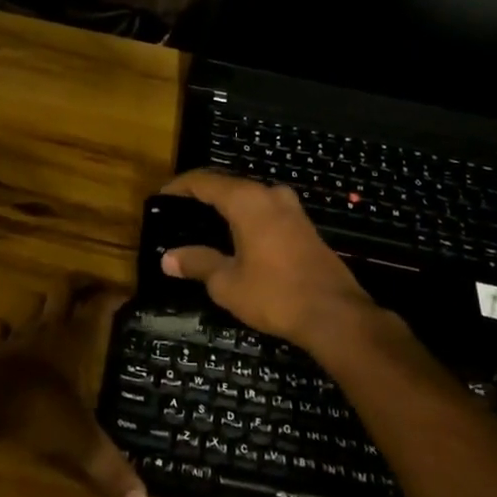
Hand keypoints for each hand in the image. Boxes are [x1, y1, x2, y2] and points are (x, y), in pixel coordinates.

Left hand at [0, 278, 145, 496]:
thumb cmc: (38, 414)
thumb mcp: (80, 443)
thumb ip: (109, 468)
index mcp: (74, 341)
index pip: (98, 306)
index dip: (113, 295)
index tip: (127, 293)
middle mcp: (48, 330)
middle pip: (64, 289)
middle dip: (80, 283)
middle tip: (93, 286)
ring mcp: (17, 338)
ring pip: (34, 305)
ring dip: (46, 301)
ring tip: (56, 305)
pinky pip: (1, 332)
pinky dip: (7, 328)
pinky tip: (7, 328)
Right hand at [159, 171, 381, 350]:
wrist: (336, 315)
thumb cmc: (275, 294)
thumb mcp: (227, 283)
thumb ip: (197, 263)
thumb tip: (168, 258)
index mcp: (247, 200)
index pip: (204, 181)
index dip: (179, 187)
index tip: (161, 198)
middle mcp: (270, 195)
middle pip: (228, 184)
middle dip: (202, 195)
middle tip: (179, 212)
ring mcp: (292, 209)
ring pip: (250, 197)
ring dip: (226, 206)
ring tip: (204, 224)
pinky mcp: (304, 227)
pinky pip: (266, 211)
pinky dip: (246, 217)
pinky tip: (236, 238)